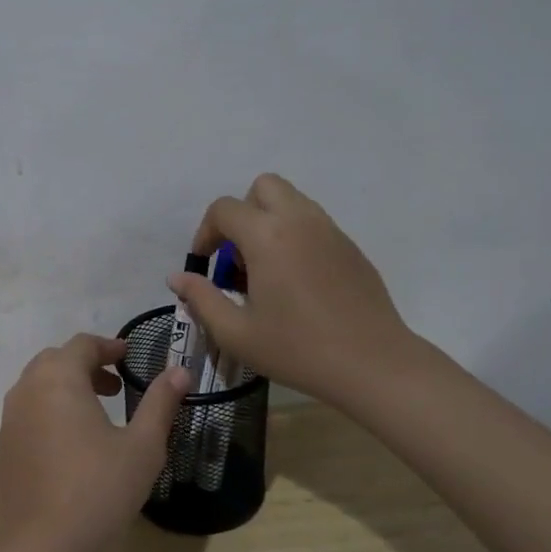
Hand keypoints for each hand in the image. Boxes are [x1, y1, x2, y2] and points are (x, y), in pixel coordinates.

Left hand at [0, 334, 191, 551]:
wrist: (43, 547)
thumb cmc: (100, 489)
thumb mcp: (143, 446)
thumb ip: (160, 402)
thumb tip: (179, 371)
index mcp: (58, 379)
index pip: (82, 344)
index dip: (108, 346)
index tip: (128, 356)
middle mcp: (26, 391)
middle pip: (54, 361)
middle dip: (85, 366)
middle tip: (114, 386)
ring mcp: (8, 422)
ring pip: (36, 389)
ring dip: (65, 390)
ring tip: (95, 415)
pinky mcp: (2, 451)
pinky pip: (26, 418)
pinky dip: (48, 416)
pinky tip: (69, 449)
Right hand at [168, 173, 420, 412]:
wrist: (372, 364)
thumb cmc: (297, 349)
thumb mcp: (236, 332)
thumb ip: (201, 298)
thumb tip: (178, 278)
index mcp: (267, 236)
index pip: (224, 209)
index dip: (205, 233)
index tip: (205, 265)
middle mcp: (299, 220)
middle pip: (262, 187)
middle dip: (241, 214)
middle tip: (237, 257)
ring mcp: (331, 230)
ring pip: (292, 201)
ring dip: (269, 223)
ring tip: (265, 272)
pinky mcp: (351, 247)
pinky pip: (314, 224)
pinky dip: (295, 237)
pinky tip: (296, 284)